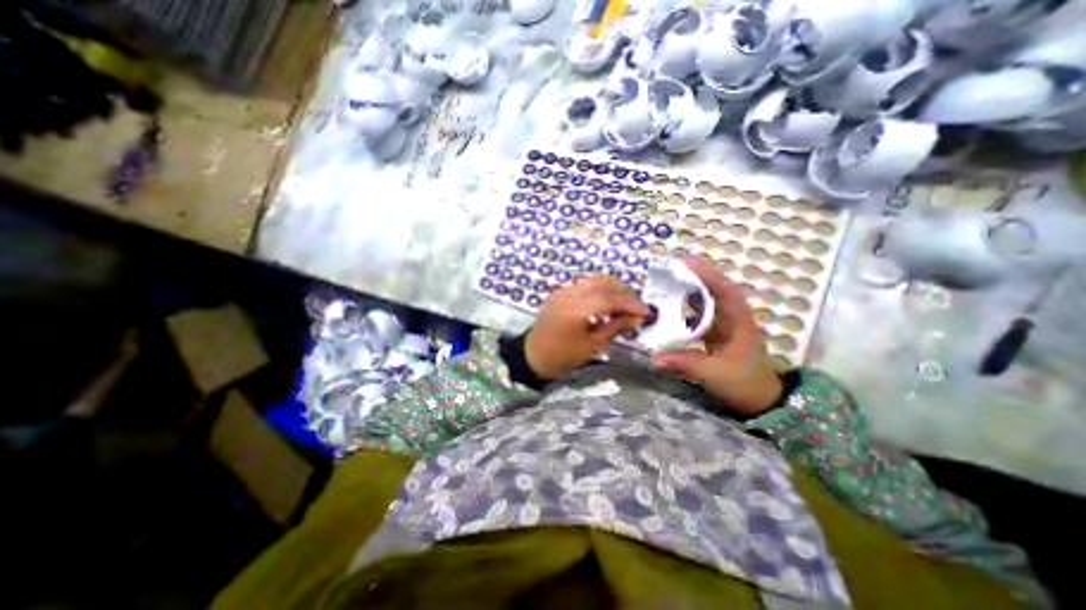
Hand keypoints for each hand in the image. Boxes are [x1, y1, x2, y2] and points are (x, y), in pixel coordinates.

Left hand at [525, 274, 646, 381]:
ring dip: (611, 288)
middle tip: (635, 308)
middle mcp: (569, 294)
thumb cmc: (563, 356)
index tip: (646, 312)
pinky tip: (604, 303)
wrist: (533, 355)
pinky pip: (583, 284)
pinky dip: (598, 289)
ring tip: (622, 305)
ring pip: (593, 279)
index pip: (611, 299)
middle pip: (603, 282)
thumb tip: (636, 318)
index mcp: (577, 310)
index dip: (631, 304)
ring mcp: (563, 291)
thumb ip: (615, 327)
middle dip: (623, 293)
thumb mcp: (592, 346)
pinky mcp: (559, 292)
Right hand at [652, 256, 779, 416]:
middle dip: (695, 274)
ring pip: (706, 299)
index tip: (686, 262)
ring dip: (689, 287)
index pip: (724, 290)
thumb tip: (655, 357)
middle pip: (714, 288)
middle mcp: (731, 317)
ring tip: (667, 279)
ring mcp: (722, 324)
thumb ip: (686, 363)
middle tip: (670, 265)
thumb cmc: (744, 384)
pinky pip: (699, 312)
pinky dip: (686, 305)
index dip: (707, 274)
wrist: (760, 400)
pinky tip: (670, 304)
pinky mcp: (714, 332)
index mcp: (738, 321)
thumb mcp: (716, 374)